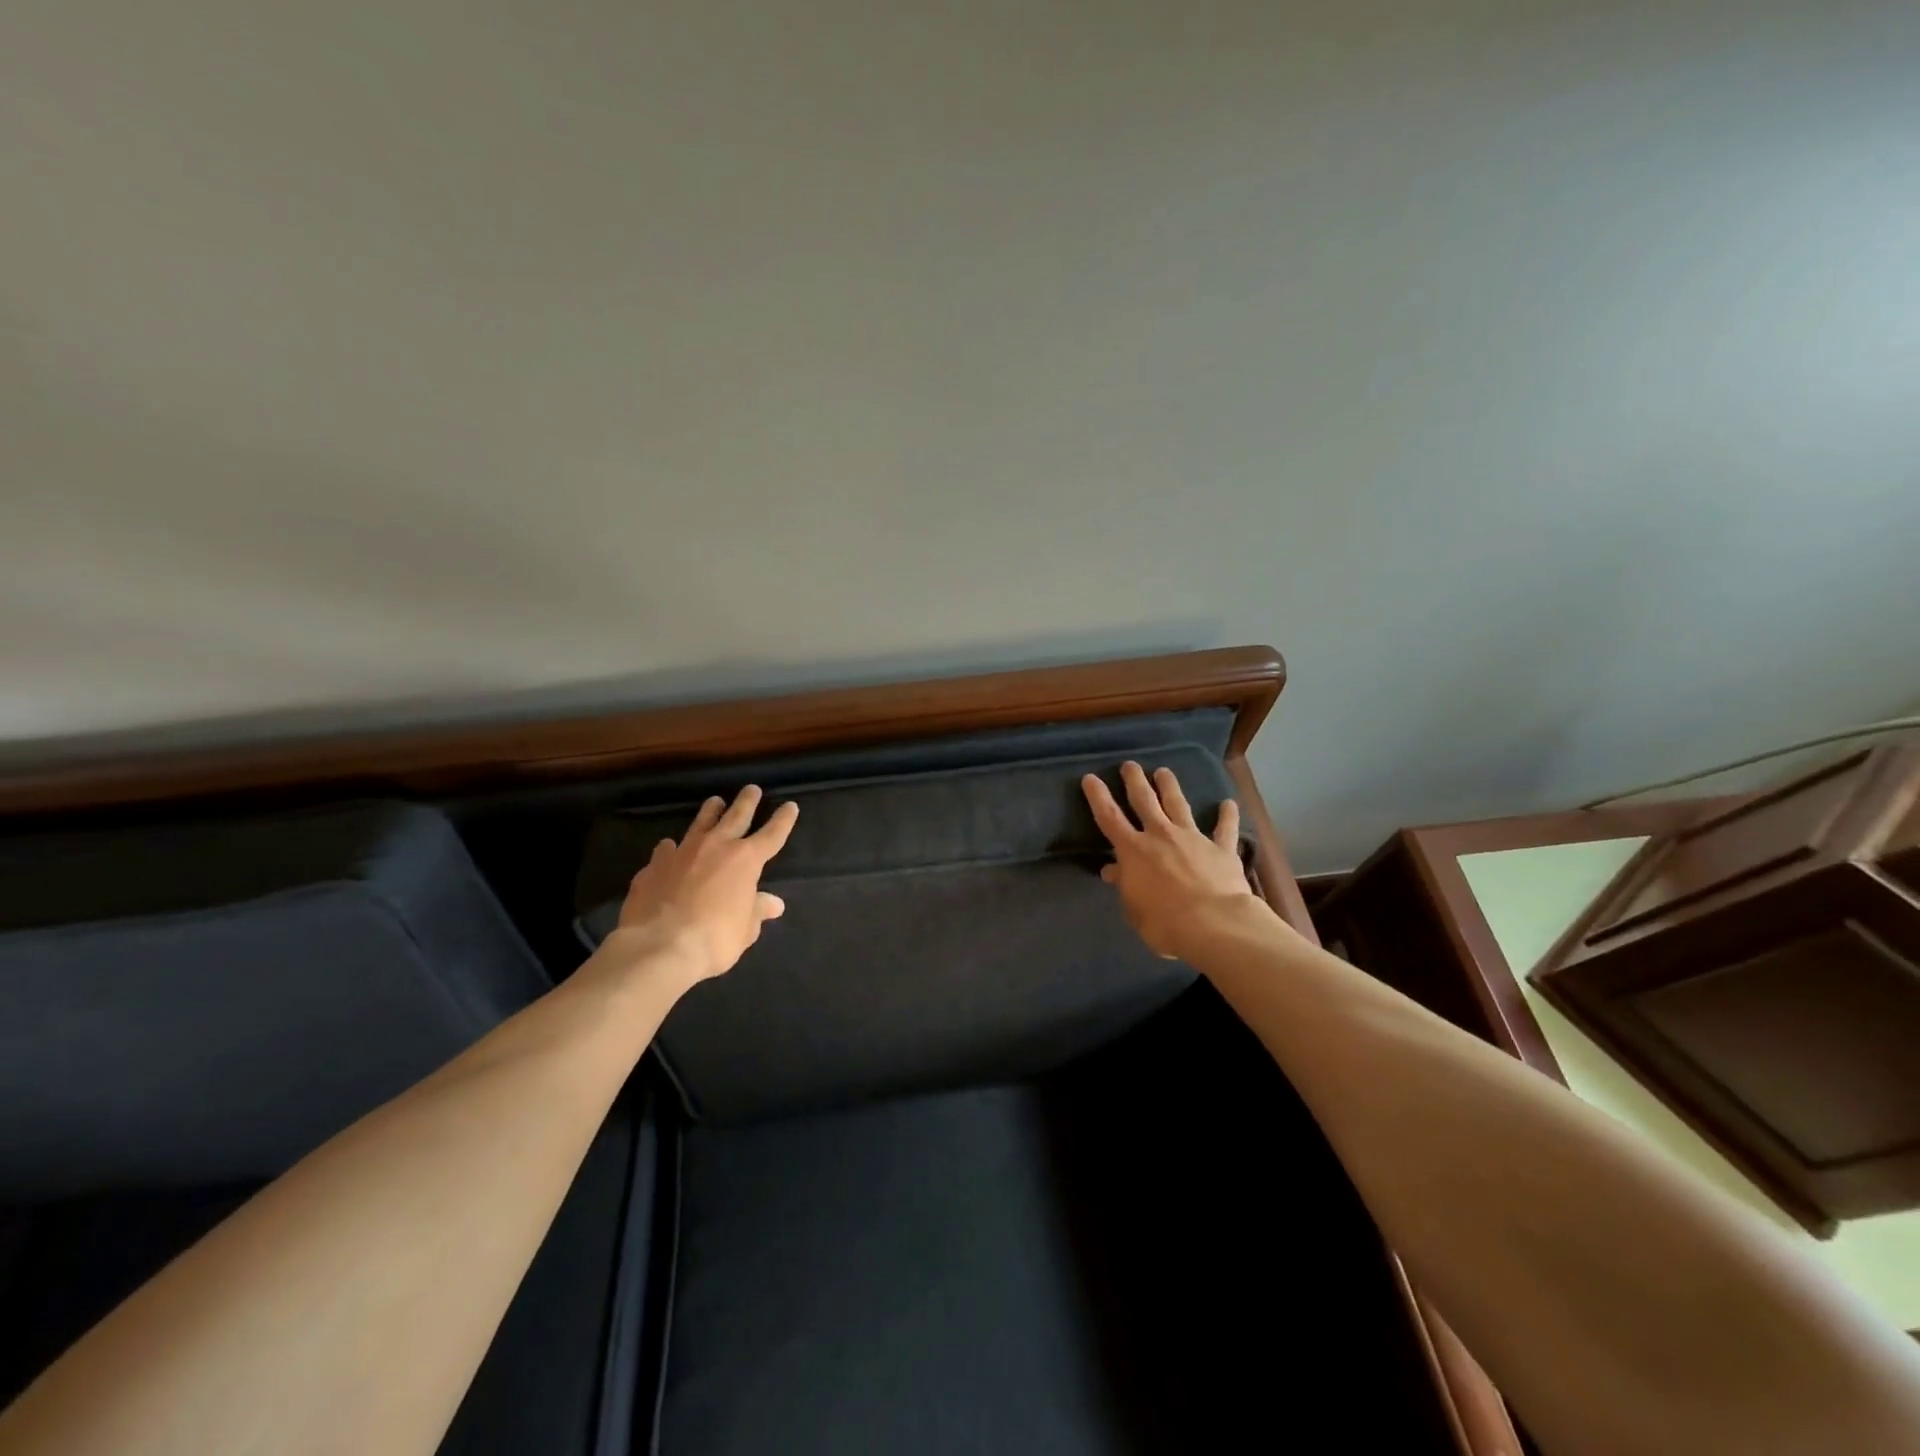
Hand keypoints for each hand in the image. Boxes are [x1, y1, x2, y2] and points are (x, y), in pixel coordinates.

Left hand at [612, 785, 798, 983]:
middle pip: (736, 816)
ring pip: (700, 823)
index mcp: (746, 860)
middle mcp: (715, 847)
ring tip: (715, 802)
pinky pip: (666, 850)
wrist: (659, 947)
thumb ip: (757, 911)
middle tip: (752, 789)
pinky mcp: (654, 866)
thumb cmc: (714, 939)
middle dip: (747, 802)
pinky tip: (669, 849)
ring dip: (710, 812)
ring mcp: (682, 852)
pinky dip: (671, 849)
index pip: (772, 834)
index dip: (783, 820)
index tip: (790, 806)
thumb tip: (773, 903)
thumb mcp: (745, 930)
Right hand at [1082, 761, 1254, 959]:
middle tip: (1130, 765)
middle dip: (1135, 780)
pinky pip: (1225, 828)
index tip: (1090, 778)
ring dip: (1170, 786)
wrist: (1215, 924)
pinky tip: (1229, 803)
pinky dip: (1227, 815)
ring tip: (1164, 771)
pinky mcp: (1221, 848)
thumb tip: (1113, 871)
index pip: (1109, 817)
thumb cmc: (1165, 923)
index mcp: (1133, 850)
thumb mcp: (1134, 910)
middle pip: (1144, 800)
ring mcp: (1192, 838)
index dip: (1098, 797)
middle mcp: (1160, 835)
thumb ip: (1125, 886)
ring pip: (1178, 804)